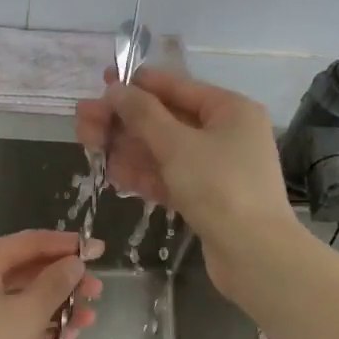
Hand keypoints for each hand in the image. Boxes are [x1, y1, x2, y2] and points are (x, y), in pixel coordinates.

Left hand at [0, 230, 101, 338]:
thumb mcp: (28, 314)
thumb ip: (55, 283)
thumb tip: (74, 262)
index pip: (29, 242)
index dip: (67, 245)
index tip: (99, 250)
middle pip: (24, 271)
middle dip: (63, 282)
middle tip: (96, 293)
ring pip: (17, 299)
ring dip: (53, 308)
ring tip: (86, 322)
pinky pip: (5, 322)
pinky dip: (32, 328)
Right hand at [75, 67, 300, 295]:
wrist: (255, 255)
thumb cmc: (219, 187)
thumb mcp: (176, 145)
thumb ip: (143, 114)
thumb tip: (116, 89)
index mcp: (229, 110)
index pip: (177, 87)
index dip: (137, 85)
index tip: (102, 82)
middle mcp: (225, 133)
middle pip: (166, 120)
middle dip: (124, 121)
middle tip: (83, 122)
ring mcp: (216, 168)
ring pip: (164, 151)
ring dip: (127, 148)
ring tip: (89, 147)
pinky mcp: (207, 198)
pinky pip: (170, 177)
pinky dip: (143, 174)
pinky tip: (112, 174)